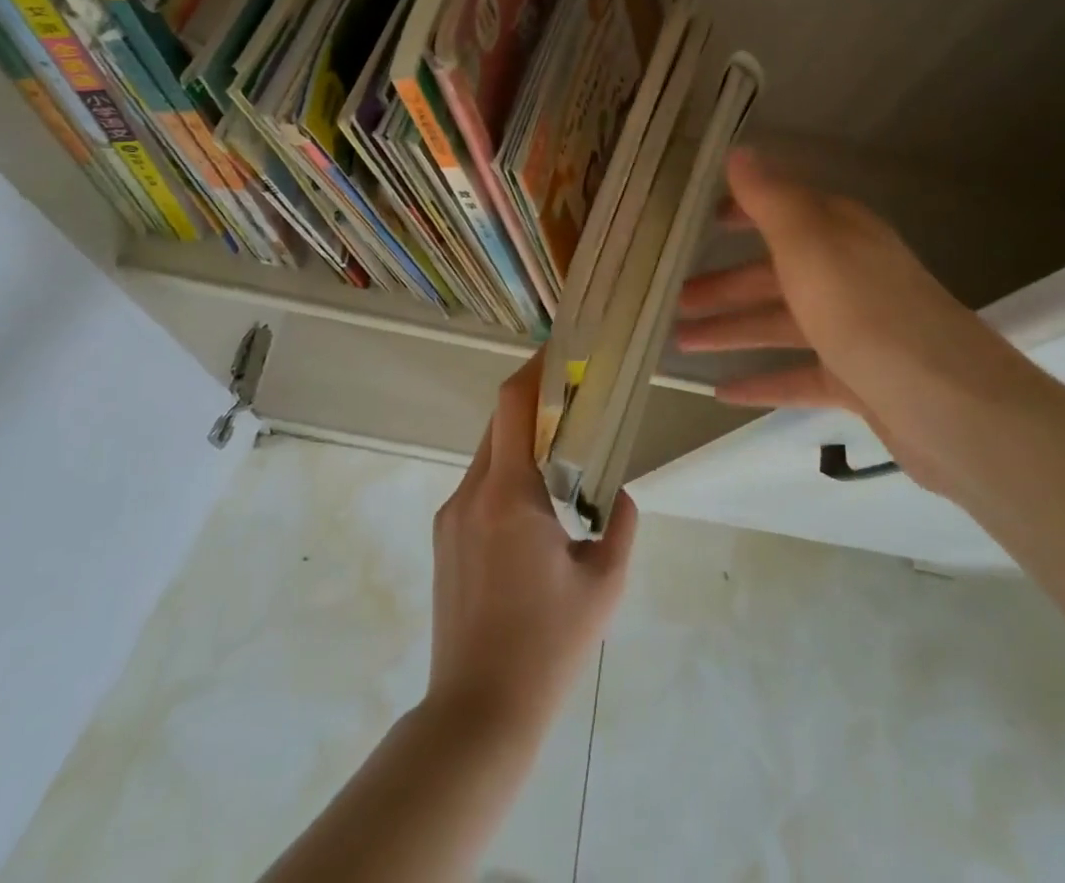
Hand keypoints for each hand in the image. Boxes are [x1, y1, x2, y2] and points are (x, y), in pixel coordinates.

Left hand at [428, 354, 637, 732]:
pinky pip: (478, 485)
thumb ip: (620, 525)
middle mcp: (472, 493)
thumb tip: (618, 493)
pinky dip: (506, 472)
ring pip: (487, 454)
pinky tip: (534, 505)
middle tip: (573, 399)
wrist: (478, 712)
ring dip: (520, 439)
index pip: (512, 404)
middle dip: (533, 402)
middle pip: (499, 422)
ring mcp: (451, 516)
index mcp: (510, 495)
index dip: (532, 368)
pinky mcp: (444, 538)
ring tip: (560, 452)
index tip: (559, 350)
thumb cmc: (548, 646)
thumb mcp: (604, 584)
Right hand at [673, 149, 1044, 492]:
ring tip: (679, 342)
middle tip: (674, 296)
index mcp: (839, 234)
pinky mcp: (859, 378)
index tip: (700, 219)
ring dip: (732, 330)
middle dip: (724, 284)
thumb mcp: (809, 245)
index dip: (741, 211)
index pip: (782, 210)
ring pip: (781, 324)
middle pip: (774, 274)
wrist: (948, 403)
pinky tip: (723, 393)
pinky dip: (763, 381)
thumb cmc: (865, 311)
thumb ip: (770, 199)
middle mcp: (848, 274)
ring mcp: (855, 329)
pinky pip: (799, 374)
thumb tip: (739, 151)